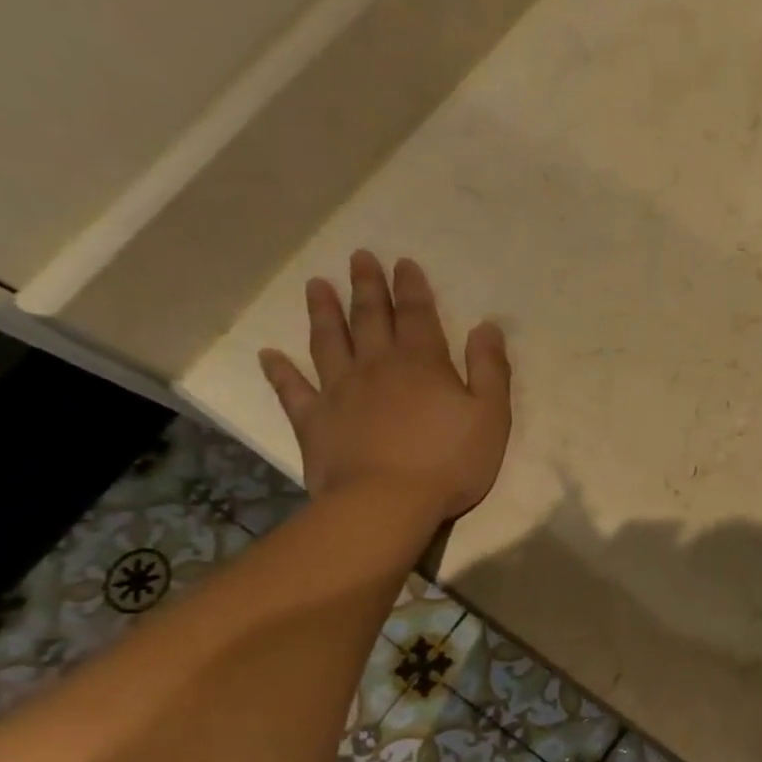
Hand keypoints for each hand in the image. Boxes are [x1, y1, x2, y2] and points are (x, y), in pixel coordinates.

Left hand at [258, 251, 511, 521]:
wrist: (386, 503)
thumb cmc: (450, 461)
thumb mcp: (491, 416)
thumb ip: (490, 369)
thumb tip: (486, 326)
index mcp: (423, 364)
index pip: (418, 315)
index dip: (412, 288)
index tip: (403, 263)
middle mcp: (377, 366)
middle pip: (370, 318)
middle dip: (368, 287)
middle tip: (360, 258)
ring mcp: (339, 391)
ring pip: (329, 342)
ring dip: (323, 312)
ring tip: (316, 285)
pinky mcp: (314, 421)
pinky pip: (292, 390)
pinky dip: (280, 371)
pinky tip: (269, 355)